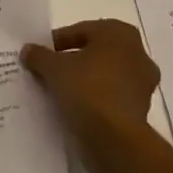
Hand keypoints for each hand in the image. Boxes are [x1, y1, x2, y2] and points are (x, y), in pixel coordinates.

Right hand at [21, 19, 160, 172]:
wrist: (116, 140)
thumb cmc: (87, 89)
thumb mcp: (53, 68)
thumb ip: (39, 55)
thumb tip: (29, 50)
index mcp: (119, 32)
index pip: (80, 31)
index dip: (57, 43)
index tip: (42, 56)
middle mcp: (138, 53)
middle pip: (95, 52)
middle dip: (74, 61)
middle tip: (51, 72)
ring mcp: (143, 84)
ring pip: (105, 75)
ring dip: (86, 81)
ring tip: (61, 93)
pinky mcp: (143, 111)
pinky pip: (112, 97)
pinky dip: (96, 100)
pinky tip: (77, 109)